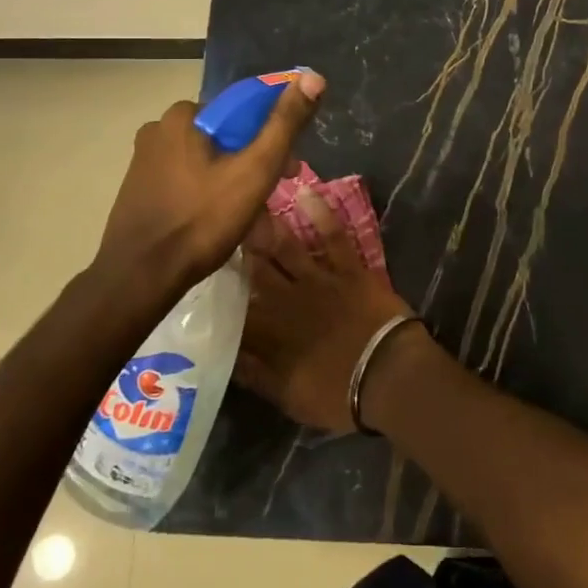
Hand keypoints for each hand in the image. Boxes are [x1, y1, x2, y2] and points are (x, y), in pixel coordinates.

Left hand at [95, 73, 324, 300]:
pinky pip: (187, 179)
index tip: (289, 167)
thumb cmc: (202, 220)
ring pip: (207, 160)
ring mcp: (145, 160)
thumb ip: (285, 124)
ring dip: (234, 179)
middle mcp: (159, 128)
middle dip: (255, 161)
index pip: (243, 109)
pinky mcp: (139, 188)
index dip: (273, 134)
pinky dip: (209, 192)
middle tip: (274, 194)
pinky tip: (221, 221)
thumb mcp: (255, 170)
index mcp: (184, 115)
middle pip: (226, 136)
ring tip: (252, 216)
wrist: (139, 278)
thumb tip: (313, 77)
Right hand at [237, 190, 413, 433]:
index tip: (201, 267)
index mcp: (269, 332)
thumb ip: (254, 373)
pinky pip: (332, 235)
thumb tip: (224, 353)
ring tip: (249, 203)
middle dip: (236, 247)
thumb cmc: (337, 393)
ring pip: (285, 247)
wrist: (387, 376)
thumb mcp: (286, 395)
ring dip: (267, 225)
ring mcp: (318, 279)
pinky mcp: (348, 268)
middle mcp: (286, 299)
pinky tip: (306, 191)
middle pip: (255, 269)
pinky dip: (320, 213)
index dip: (218, 287)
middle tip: (218, 221)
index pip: (234, 305)